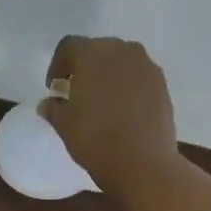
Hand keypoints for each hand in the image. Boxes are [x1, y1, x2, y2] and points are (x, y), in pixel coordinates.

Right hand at [39, 36, 179, 195]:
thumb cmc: (95, 140)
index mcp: (92, 55)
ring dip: (108, 76)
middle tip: (77, 93)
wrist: (142, 163)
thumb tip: (49, 103)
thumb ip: (54, 108)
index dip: (57, 66)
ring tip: (101, 102)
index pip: (68, 47)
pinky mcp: (162, 84)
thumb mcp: (64, 126)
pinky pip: (138, 77)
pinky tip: (122, 111)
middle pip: (97, 50)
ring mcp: (146, 66)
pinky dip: (127, 87)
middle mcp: (122, 50)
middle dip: (84, 68)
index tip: (54, 88)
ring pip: (121, 62)